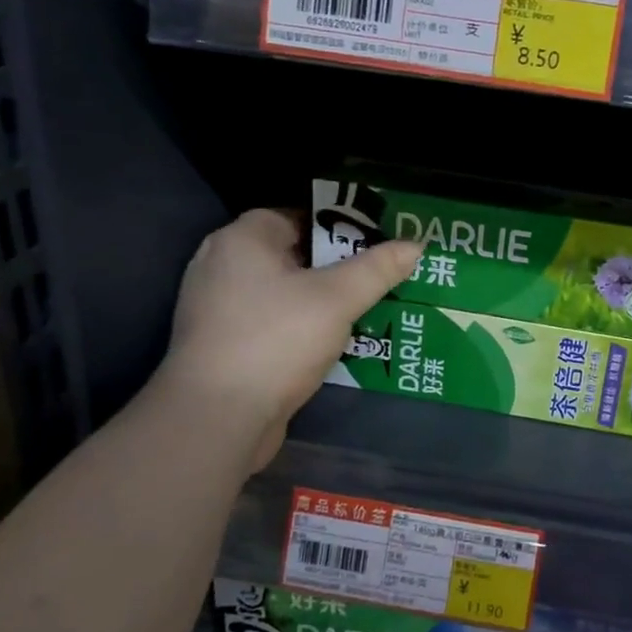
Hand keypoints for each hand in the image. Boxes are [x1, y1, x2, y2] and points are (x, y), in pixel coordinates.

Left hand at [160, 209, 420, 468]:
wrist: (218, 416)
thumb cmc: (276, 340)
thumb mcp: (337, 299)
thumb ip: (377, 269)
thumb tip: (416, 245)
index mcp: (241, 240)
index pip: (294, 215)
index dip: (336, 225)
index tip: (372, 244)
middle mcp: (220, 266)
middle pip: (289, 254)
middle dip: (333, 267)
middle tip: (374, 278)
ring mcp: (215, 308)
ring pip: (280, 293)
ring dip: (317, 301)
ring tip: (360, 310)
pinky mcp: (220, 345)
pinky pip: (268, 323)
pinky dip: (297, 327)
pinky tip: (329, 343)